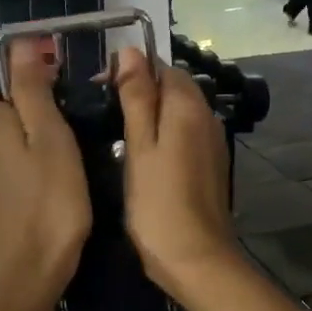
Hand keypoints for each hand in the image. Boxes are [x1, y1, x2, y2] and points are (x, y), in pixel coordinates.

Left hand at [0, 37, 91, 308]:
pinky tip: (54, 190)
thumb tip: (19, 44)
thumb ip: (33, 92)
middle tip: (62, 123)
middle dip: (17, 111)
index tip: (18, 90)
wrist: (28, 278)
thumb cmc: (48, 203)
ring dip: (25, 144)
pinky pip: (5, 176)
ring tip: (66, 158)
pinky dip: (25, 173)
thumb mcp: (51, 139)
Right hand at [111, 47, 239, 298]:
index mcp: (189, 106)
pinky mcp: (209, 165)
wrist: (196, 259)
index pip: (162, 67)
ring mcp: (211, 143)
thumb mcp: (139, 145)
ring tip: (115, 134)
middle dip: (140, 92)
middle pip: (172, 88)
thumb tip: (131, 51)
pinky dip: (162, 136)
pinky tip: (140, 156)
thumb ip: (137, 97)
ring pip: (177, 113)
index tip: (99, 89)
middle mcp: (207, 117)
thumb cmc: (158, 202)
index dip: (131, 71)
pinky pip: (184, 135)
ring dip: (150, 115)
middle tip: (102, 114)